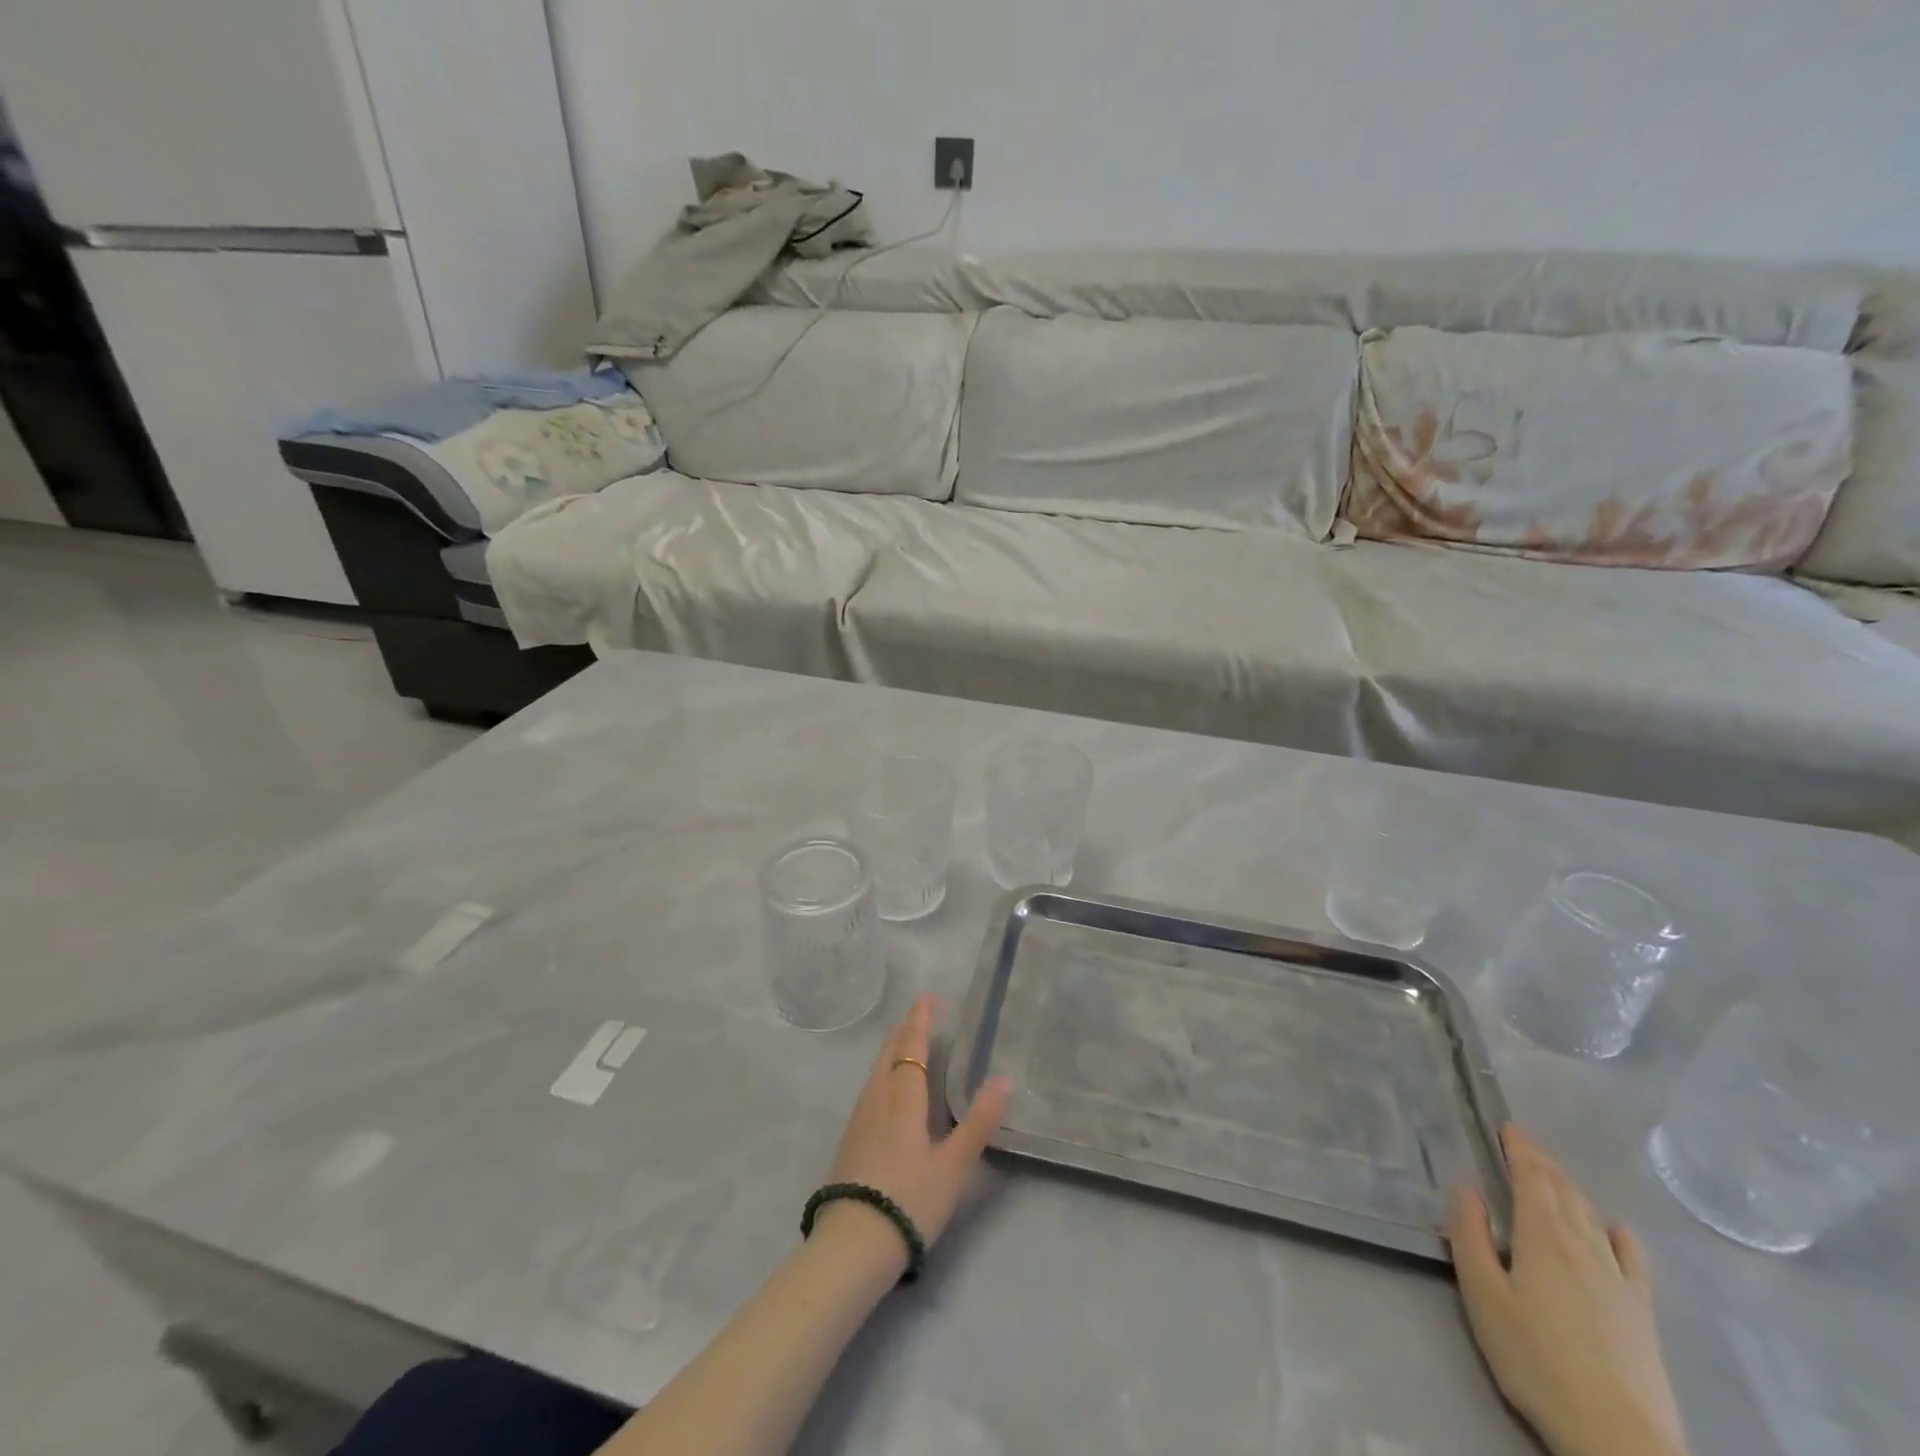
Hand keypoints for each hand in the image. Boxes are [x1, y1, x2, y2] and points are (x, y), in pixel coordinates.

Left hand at [821, 993, 1011, 1262]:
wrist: (853, 1245)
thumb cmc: (910, 1199)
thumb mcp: (954, 1165)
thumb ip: (978, 1122)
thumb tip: (1004, 1078)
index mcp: (903, 1096)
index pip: (911, 1045)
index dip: (920, 1020)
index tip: (928, 997)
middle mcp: (877, 1098)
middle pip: (889, 1053)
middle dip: (905, 1030)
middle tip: (920, 1015)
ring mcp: (859, 1118)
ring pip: (876, 1071)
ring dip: (892, 1050)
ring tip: (905, 1044)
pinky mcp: (850, 1139)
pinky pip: (870, 1089)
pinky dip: (883, 1073)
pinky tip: (887, 1089)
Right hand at [1448, 1126, 1690, 1455]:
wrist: (1618, 1437)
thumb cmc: (1535, 1359)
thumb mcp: (1482, 1294)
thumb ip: (1470, 1235)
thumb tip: (1466, 1187)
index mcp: (1542, 1235)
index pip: (1532, 1177)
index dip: (1520, 1149)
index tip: (1508, 1127)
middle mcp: (1584, 1246)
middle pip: (1564, 1192)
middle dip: (1543, 1163)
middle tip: (1524, 1143)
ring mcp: (1619, 1280)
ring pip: (1592, 1218)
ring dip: (1572, 1190)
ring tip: (1555, 1176)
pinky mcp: (1642, 1313)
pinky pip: (1633, 1260)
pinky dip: (1621, 1236)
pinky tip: (1618, 1230)